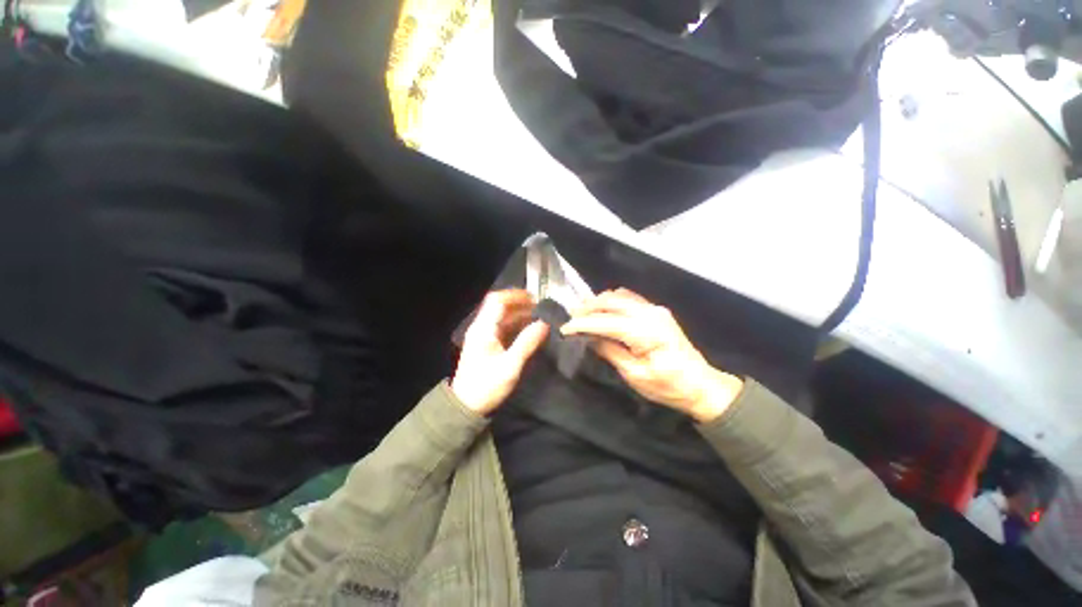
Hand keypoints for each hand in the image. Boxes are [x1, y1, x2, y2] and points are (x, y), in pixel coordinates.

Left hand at [451, 290, 548, 414]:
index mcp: (484, 329)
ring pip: (502, 317)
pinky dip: (516, 325)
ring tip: (539, 317)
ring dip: (519, 314)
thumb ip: (527, 343)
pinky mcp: (487, 345)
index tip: (534, 297)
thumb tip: (544, 324)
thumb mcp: (510, 366)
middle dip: (520, 304)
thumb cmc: (487, 386)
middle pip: (500, 307)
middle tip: (541, 308)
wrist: (467, 406)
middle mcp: (482, 328)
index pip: (497, 301)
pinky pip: (503, 328)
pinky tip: (529, 330)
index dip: (515, 295)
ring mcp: (484, 336)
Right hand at [561, 289, 742, 422]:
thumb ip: (610, 351)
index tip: (564, 328)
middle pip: (611, 301)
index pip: (605, 321)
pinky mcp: (657, 311)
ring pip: (619, 296)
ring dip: (599, 303)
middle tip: (570, 318)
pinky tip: (604, 310)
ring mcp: (655, 309)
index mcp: (645, 331)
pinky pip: (629, 298)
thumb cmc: (668, 386)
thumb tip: (588, 338)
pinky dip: (612, 301)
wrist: (701, 385)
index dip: (582, 323)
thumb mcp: (635, 375)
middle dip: (587, 308)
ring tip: (583, 313)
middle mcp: (650, 313)